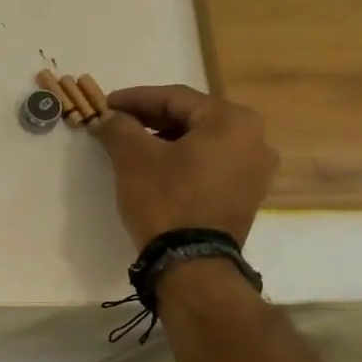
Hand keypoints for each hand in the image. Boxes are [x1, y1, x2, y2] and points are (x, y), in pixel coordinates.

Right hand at [92, 85, 276, 247]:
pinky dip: (182, 161)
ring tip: (132, 147)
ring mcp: (255, 171)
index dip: (135, 99)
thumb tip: (108, 117)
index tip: (106, 103)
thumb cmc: (166, 200)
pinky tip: (156, 169)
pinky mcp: (246, 196)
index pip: (175, 98)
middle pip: (191, 118)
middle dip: (150, 119)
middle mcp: (255, 140)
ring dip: (165, 140)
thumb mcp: (133, 157)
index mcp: (233, 121)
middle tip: (117, 124)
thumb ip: (119, 127)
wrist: (191, 263)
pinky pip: (210, 166)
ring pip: (201, 143)